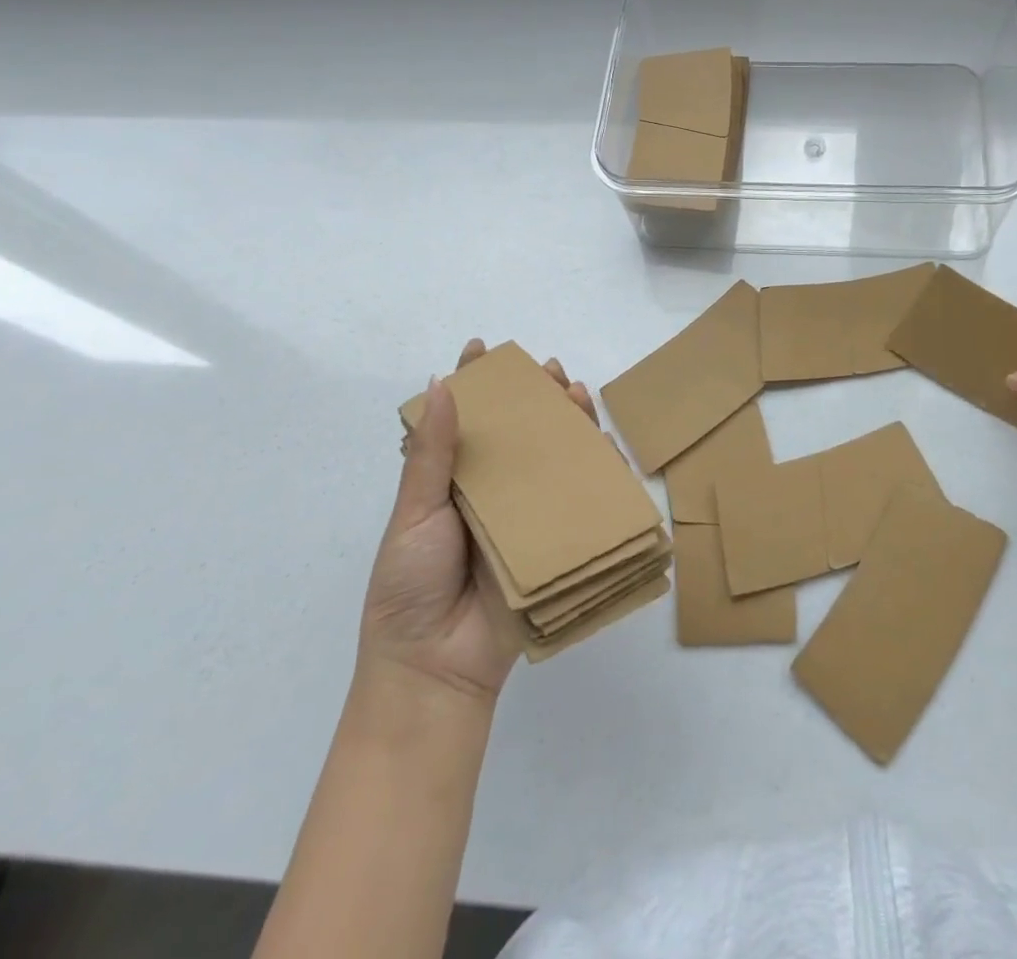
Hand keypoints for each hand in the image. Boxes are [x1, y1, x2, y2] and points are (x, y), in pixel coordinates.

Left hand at [361, 340, 599, 702]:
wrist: (435, 667)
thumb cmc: (410, 585)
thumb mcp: (414, 514)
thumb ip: (432, 454)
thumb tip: (440, 385)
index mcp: (453, 482)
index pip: (466, 420)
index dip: (476, 382)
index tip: (482, 348)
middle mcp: (494, 492)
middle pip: (521, 433)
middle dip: (537, 397)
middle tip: (551, 371)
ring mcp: (528, 515)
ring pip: (555, 459)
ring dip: (571, 424)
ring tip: (578, 394)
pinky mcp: (557, 541)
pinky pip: (582, 501)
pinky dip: (598, 473)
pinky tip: (606, 447)